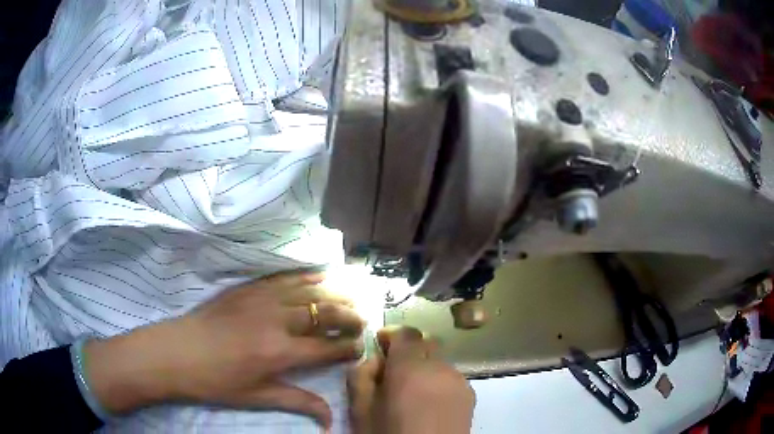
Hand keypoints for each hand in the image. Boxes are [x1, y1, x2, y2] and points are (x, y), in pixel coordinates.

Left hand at [84, 272, 364, 428]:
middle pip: (324, 313)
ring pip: (307, 290)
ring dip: (333, 292)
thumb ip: (297, 403)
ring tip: (351, 293)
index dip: (348, 348)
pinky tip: (317, 274)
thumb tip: (330, 420)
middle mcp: (276, 321)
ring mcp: (260, 299)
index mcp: (279, 353)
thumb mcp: (256, 398)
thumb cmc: (215, 381)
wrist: (174, 352)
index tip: (360, 348)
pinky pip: (282, 277)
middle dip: (349, 316)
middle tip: (362, 320)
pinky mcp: (246, 287)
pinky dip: (304, 276)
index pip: (327, 348)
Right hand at [347, 326, 475, 433]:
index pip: (406, 334)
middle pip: (426, 343)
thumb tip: (373, 360)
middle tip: (392, 372)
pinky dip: (437, 381)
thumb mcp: (360, 411)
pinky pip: (450, 376)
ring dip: (424, 367)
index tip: (379, 345)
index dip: (391, 335)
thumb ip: (361, 377)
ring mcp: (460, 380)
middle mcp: (441, 368)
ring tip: (412, 393)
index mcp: (410, 370)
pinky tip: (429, 404)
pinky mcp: (471, 394)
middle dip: (408, 351)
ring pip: (439, 360)